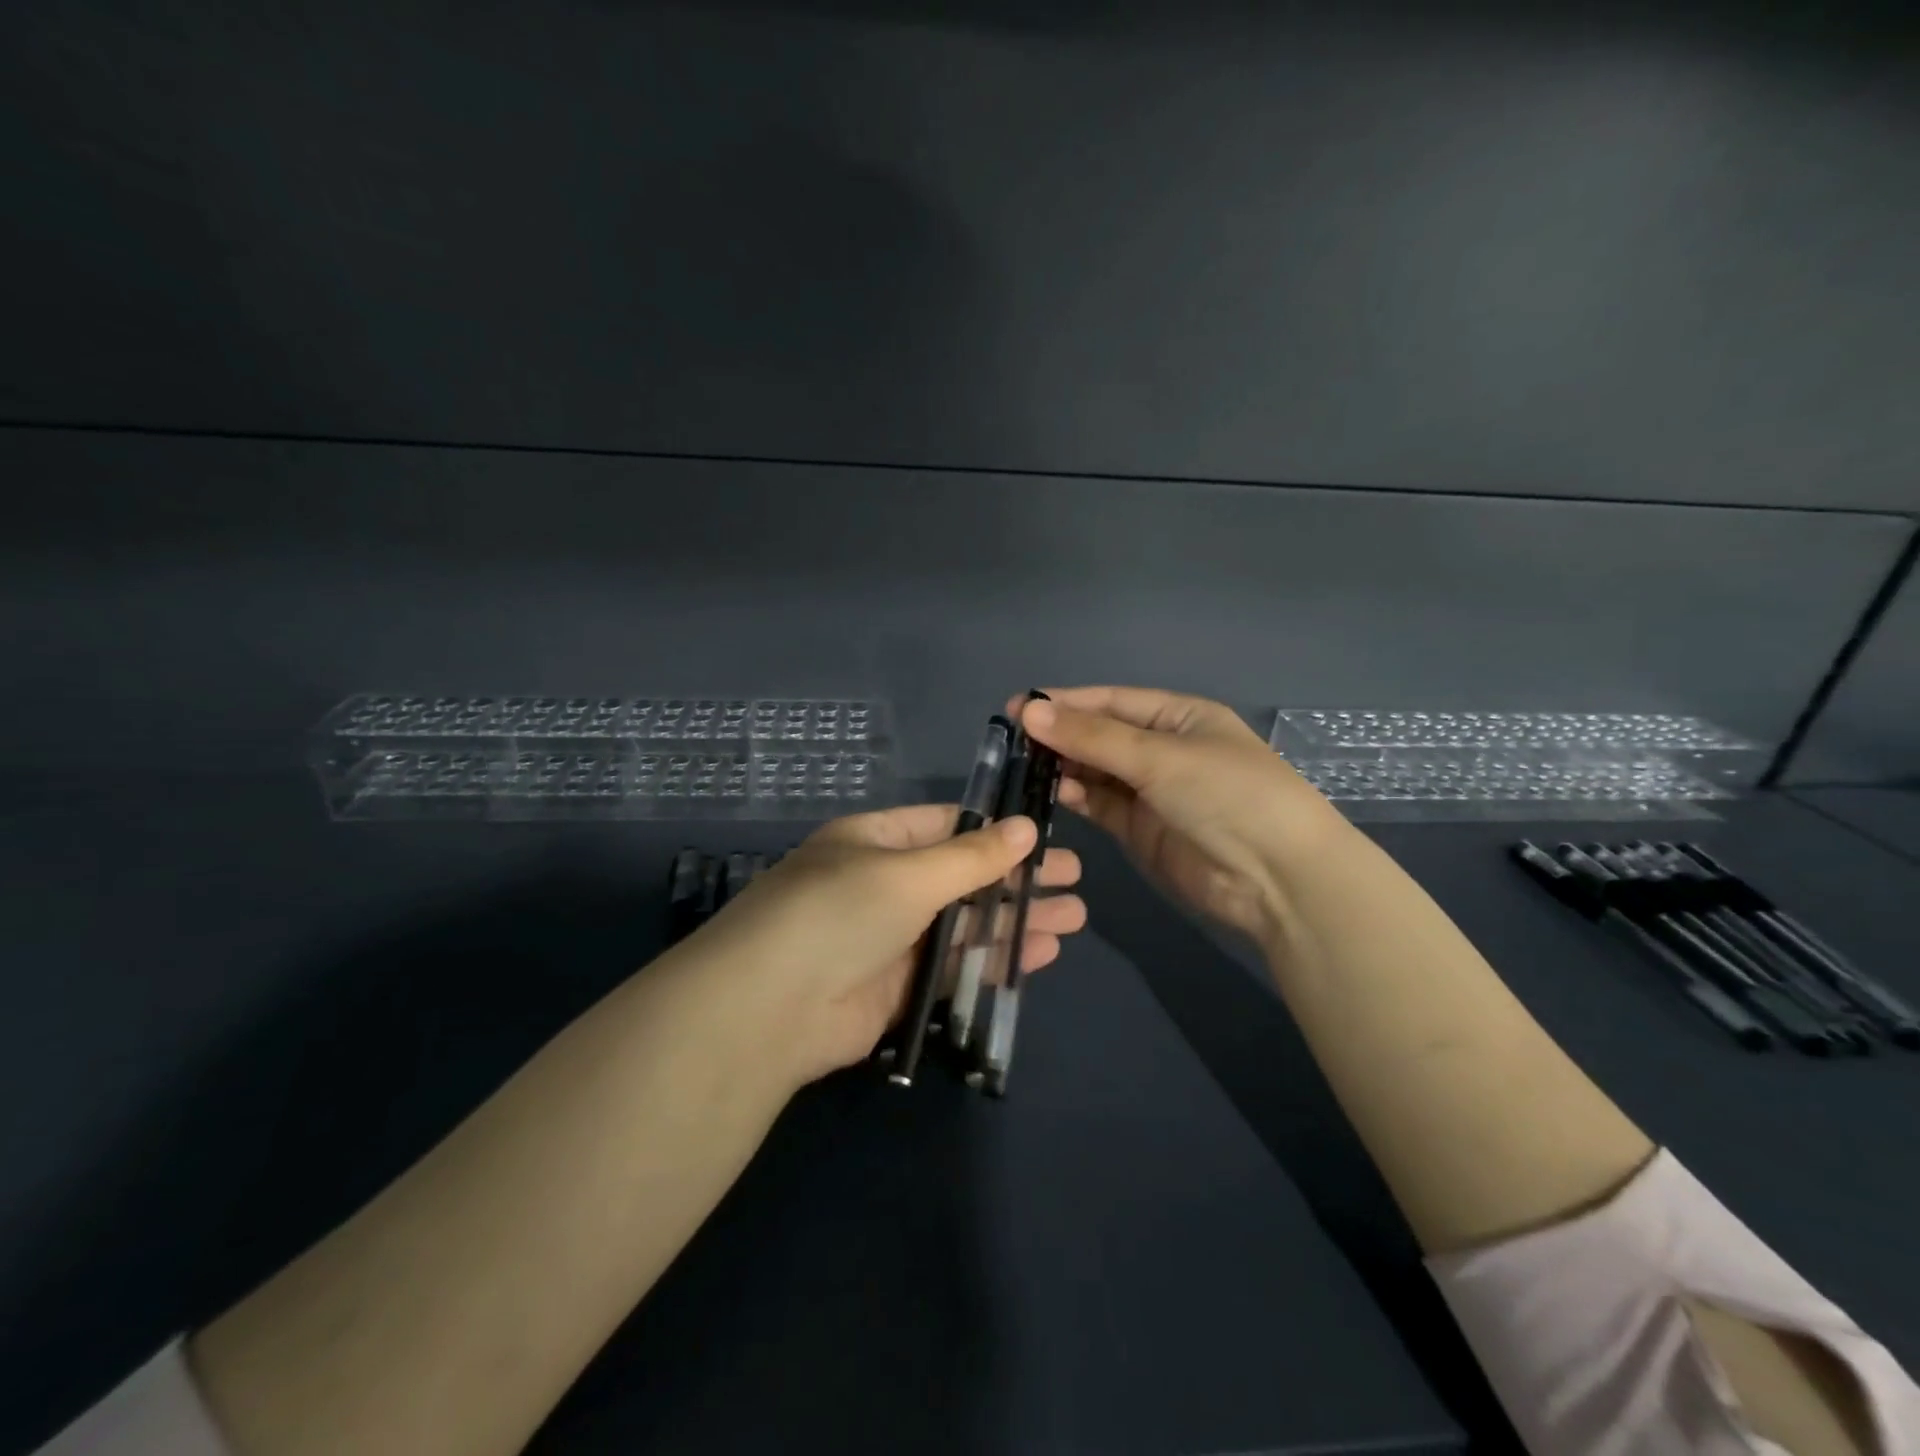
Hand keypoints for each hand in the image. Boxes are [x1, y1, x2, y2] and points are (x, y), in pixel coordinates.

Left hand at [685, 803, 1086, 1086]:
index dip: (996, 828)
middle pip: (964, 875)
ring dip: (1017, 919)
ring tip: (1075, 917)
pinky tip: (1042, 953)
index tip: (1047, 833)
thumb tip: (1027, 826)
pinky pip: (957, 967)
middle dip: (1018, 877)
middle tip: (1076, 879)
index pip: (947, 824)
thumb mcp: (908, 874)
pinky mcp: (900, 989)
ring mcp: (892, 939)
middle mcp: (884, 885)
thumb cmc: (839, 914)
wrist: (769, 1011)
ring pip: (966, 923)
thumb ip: (971, 857)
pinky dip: (997, 959)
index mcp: (876, 841)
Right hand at [1009, 687, 1346, 941]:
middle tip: (1010, 742)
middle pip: (1099, 735)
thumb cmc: (1227, 795)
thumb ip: (1092, 736)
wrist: (1276, 879)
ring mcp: (1151, 791)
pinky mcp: (1140, 829)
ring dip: (1062, 767)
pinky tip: (1050, 792)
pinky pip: (1100, 803)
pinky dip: (1075, 796)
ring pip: (1095, 771)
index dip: (1064, 703)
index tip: (1016, 708)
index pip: (1110, 701)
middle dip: (1059, 736)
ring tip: (1022, 767)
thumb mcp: (1159, 757)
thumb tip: (1029, 711)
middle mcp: (1163, 749)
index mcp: (1178, 716)